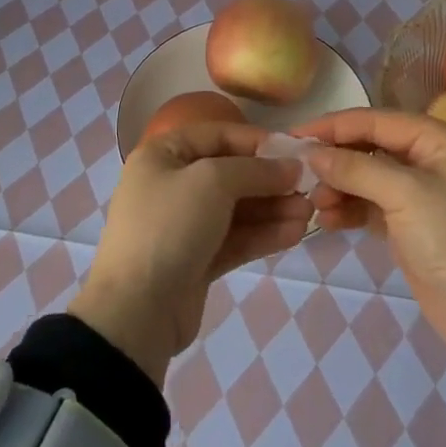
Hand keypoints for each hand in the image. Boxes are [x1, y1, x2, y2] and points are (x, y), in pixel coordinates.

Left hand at [69, 123, 310, 384]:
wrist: (136, 311)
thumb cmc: (170, 226)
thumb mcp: (213, 182)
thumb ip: (255, 170)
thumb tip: (291, 167)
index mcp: (163, 155)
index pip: (217, 135)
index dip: (256, 140)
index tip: (293, 150)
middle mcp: (172, 184)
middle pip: (230, 173)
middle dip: (269, 180)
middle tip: (308, 187)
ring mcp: (184, 225)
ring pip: (236, 209)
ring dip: (272, 209)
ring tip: (309, 213)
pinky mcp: (197, 260)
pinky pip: (235, 238)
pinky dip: (263, 234)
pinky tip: (295, 233)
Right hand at [296, 109, 445, 426]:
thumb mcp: (406, 195)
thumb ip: (356, 169)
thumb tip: (312, 153)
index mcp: (439, 139)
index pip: (377, 120)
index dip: (335, 125)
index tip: (296, 135)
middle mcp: (430, 159)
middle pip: (371, 147)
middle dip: (336, 159)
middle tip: (300, 173)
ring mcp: (420, 194)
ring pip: (368, 177)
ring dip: (339, 186)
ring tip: (315, 204)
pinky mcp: (411, 225)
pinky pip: (371, 205)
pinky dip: (349, 209)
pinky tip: (327, 219)